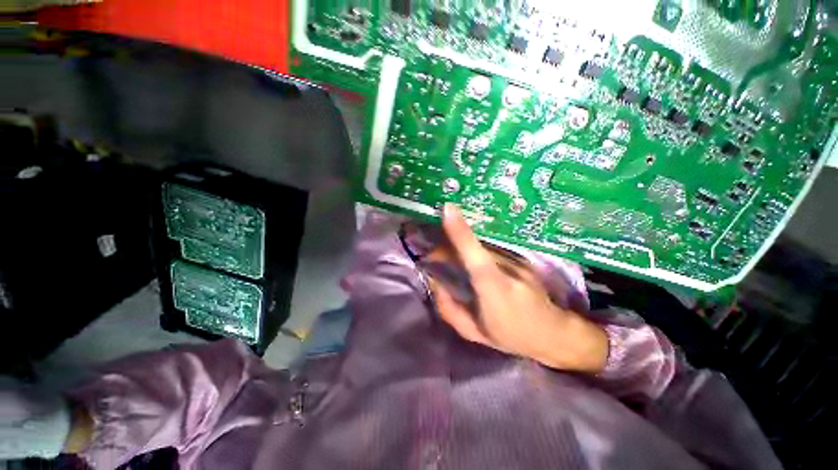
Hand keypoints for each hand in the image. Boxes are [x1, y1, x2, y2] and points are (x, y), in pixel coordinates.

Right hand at [426, 204, 607, 372]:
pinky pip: (490, 249)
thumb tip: (436, 284)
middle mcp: (506, 267)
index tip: (447, 208)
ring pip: (481, 245)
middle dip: (448, 244)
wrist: (555, 332)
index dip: (460, 230)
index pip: (474, 254)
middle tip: (433, 255)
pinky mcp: (520, 258)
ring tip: (447, 256)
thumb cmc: (512, 335)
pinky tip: (469, 259)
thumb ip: (449, 309)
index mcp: (493, 288)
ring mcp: (516, 260)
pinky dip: (474, 250)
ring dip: (460, 246)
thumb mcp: (475, 332)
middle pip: (472, 244)